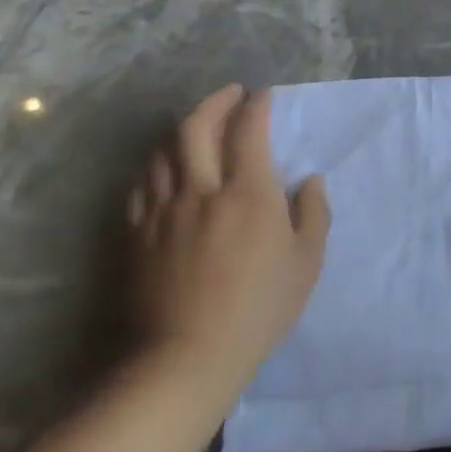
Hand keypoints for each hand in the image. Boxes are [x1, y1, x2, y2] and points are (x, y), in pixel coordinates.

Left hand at [126, 86, 330, 410]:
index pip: (249, 131)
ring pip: (163, 150)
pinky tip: (164, 166)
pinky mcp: (137, 232)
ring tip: (198, 124)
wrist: (187, 357)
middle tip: (230, 94)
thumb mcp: (305, 264)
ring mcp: (163, 210)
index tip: (264, 96)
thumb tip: (310, 180)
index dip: (256, 106)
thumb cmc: (258, 310)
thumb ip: (313, 215)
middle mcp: (202, 190)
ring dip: (183, 127)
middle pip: (197, 127)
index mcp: (249, 194)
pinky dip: (155, 163)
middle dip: (215, 101)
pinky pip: (141, 183)